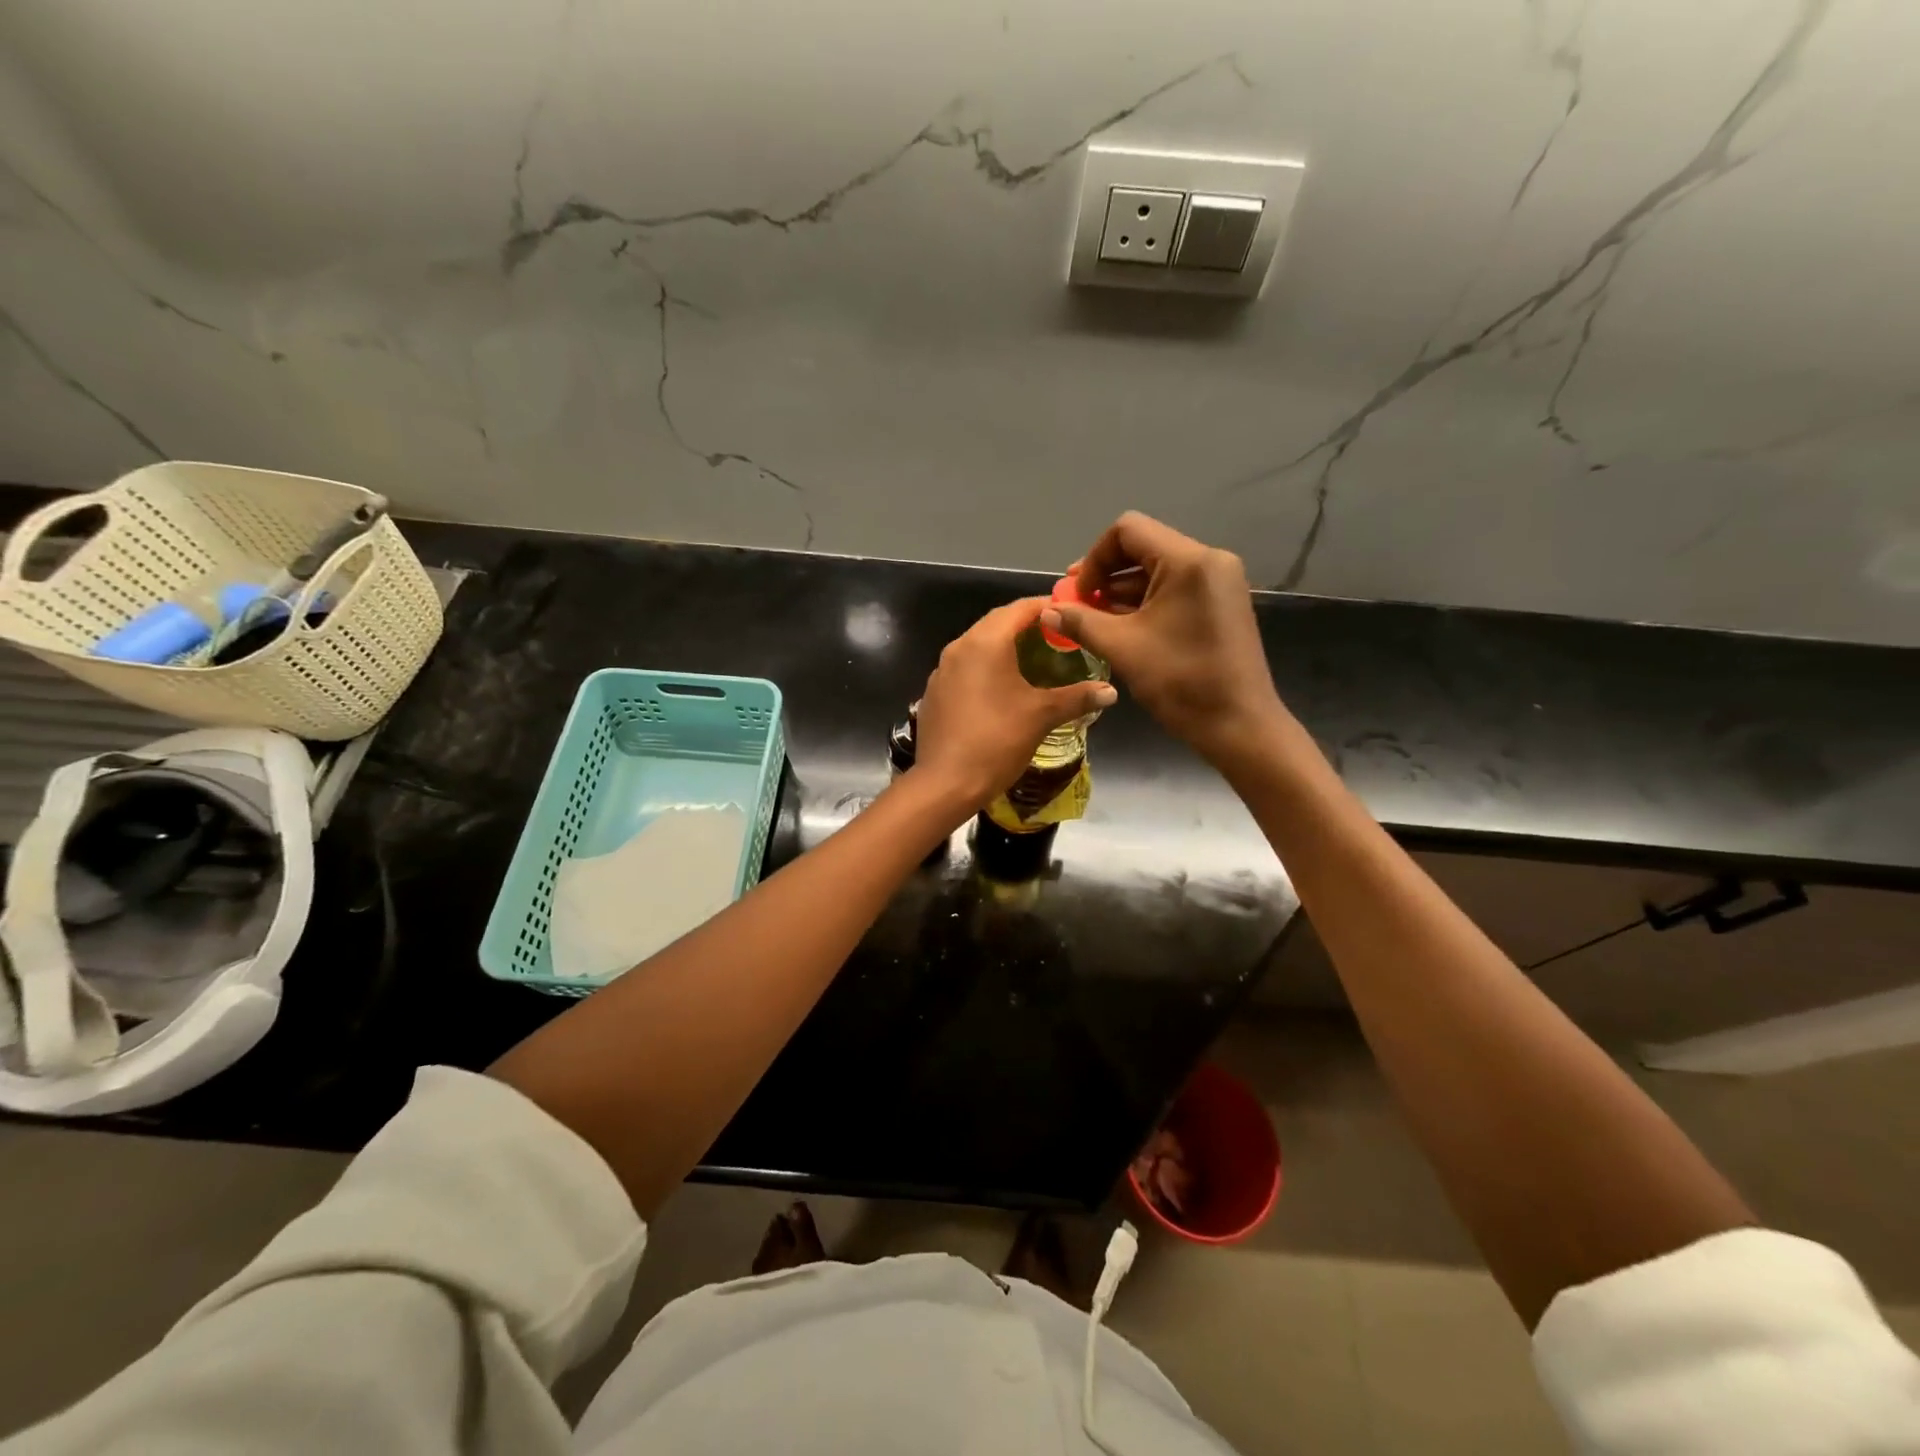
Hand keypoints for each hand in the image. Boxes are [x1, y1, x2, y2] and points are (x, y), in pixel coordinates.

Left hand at [911, 598, 1117, 812]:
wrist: (945, 783)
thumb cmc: (997, 741)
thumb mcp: (1042, 716)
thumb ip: (1077, 697)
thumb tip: (1110, 691)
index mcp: (985, 642)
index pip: (1020, 608)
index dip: (1048, 607)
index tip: (1071, 615)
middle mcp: (959, 647)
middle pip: (997, 623)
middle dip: (1027, 625)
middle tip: (1057, 637)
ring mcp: (941, 670)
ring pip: (978, 645)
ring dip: (1005, 646)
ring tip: (1034, 660)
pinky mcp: (934, 693)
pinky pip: (964, 668)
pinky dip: (986, 668)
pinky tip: (1002, 689)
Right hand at [1046, 512, 1286, 766]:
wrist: (1239, 725)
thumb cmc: (1181, 682)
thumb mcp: (1122, 649)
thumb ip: (1081, 622)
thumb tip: (1046, 610)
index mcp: (1189, 561)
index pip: (1127, 531)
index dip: (1094, 558)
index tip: (1080, 595)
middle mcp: (1209, 560)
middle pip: (1143, 547)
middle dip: (1105, 575)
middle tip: (1077, 605)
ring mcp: (1219, 582)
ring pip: (1158, 570)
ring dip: (1122, 591)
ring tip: (1093, 621)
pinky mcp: (1221, 603)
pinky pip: (1175, 589)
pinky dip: (1146, 602)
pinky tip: (1123, 628)